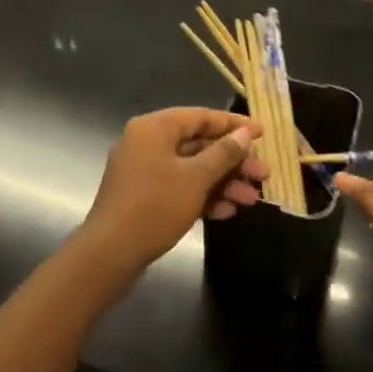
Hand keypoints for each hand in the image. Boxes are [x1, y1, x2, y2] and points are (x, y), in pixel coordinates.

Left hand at [79, 108, 267, 273]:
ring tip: (252, 199)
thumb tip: (245, 133)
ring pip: (192, 168)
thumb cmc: (154, 207)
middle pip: (199, 144)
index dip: (235, 125)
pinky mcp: (144, 196)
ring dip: (223, 182)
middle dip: (233, 161)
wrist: (109, 255)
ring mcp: (144, 170)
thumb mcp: (196, 178)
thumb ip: (223, 153)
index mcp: (155, 128)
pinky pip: (179, 186)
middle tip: (263, 174)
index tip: (263, 134)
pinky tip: (227, 211)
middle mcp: (147, 142)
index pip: (201, 116)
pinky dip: (202, 195)